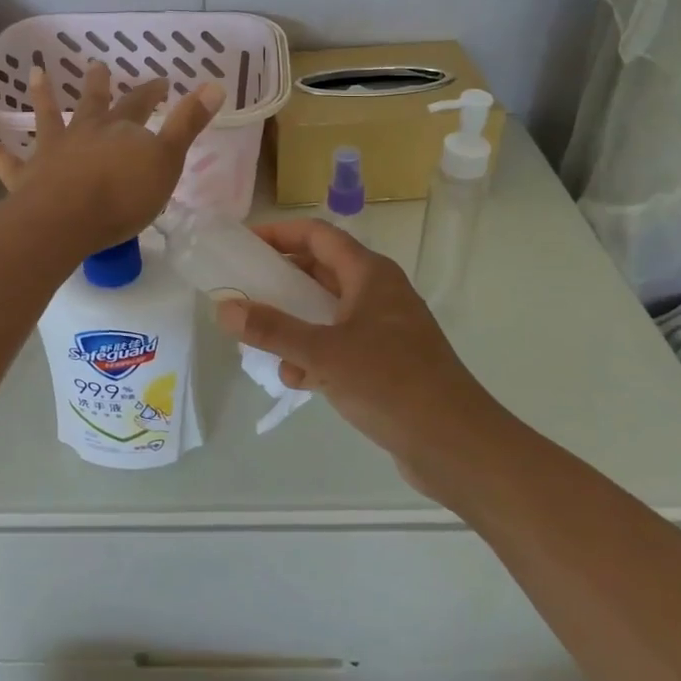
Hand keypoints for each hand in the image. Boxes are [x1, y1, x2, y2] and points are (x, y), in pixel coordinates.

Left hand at [0, 62, 223, 252]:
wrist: (69, 220)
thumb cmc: (123, 195)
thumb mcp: (167, 160)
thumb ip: (188, 123)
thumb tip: (215, 83)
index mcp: (119, 130)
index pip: (140, 104)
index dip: (152, 92)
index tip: (162, 81)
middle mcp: (83, 132)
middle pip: (93, 103)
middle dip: (99, 86)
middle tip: (97, 65)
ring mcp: (50, 152)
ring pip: (46, 117)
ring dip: (41, 95)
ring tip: (34, 72)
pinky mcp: (23, 176)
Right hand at [216, 219, 498, 500]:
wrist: (457, 446)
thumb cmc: (392, 384)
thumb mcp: (323, 354)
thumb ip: (272, 330)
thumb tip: (224, 307)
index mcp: (369, 274)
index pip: (317, 235)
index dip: (279, 233)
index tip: (243, 245)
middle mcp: (378, 293)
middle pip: (320, 271)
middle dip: (281, 282)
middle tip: (244, 292)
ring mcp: (384, 328)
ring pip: (327, 311)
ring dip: (295, 323)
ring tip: (262, 341)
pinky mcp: (386, 362)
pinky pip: (340, 344)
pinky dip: (315, 354)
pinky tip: (297, 380)